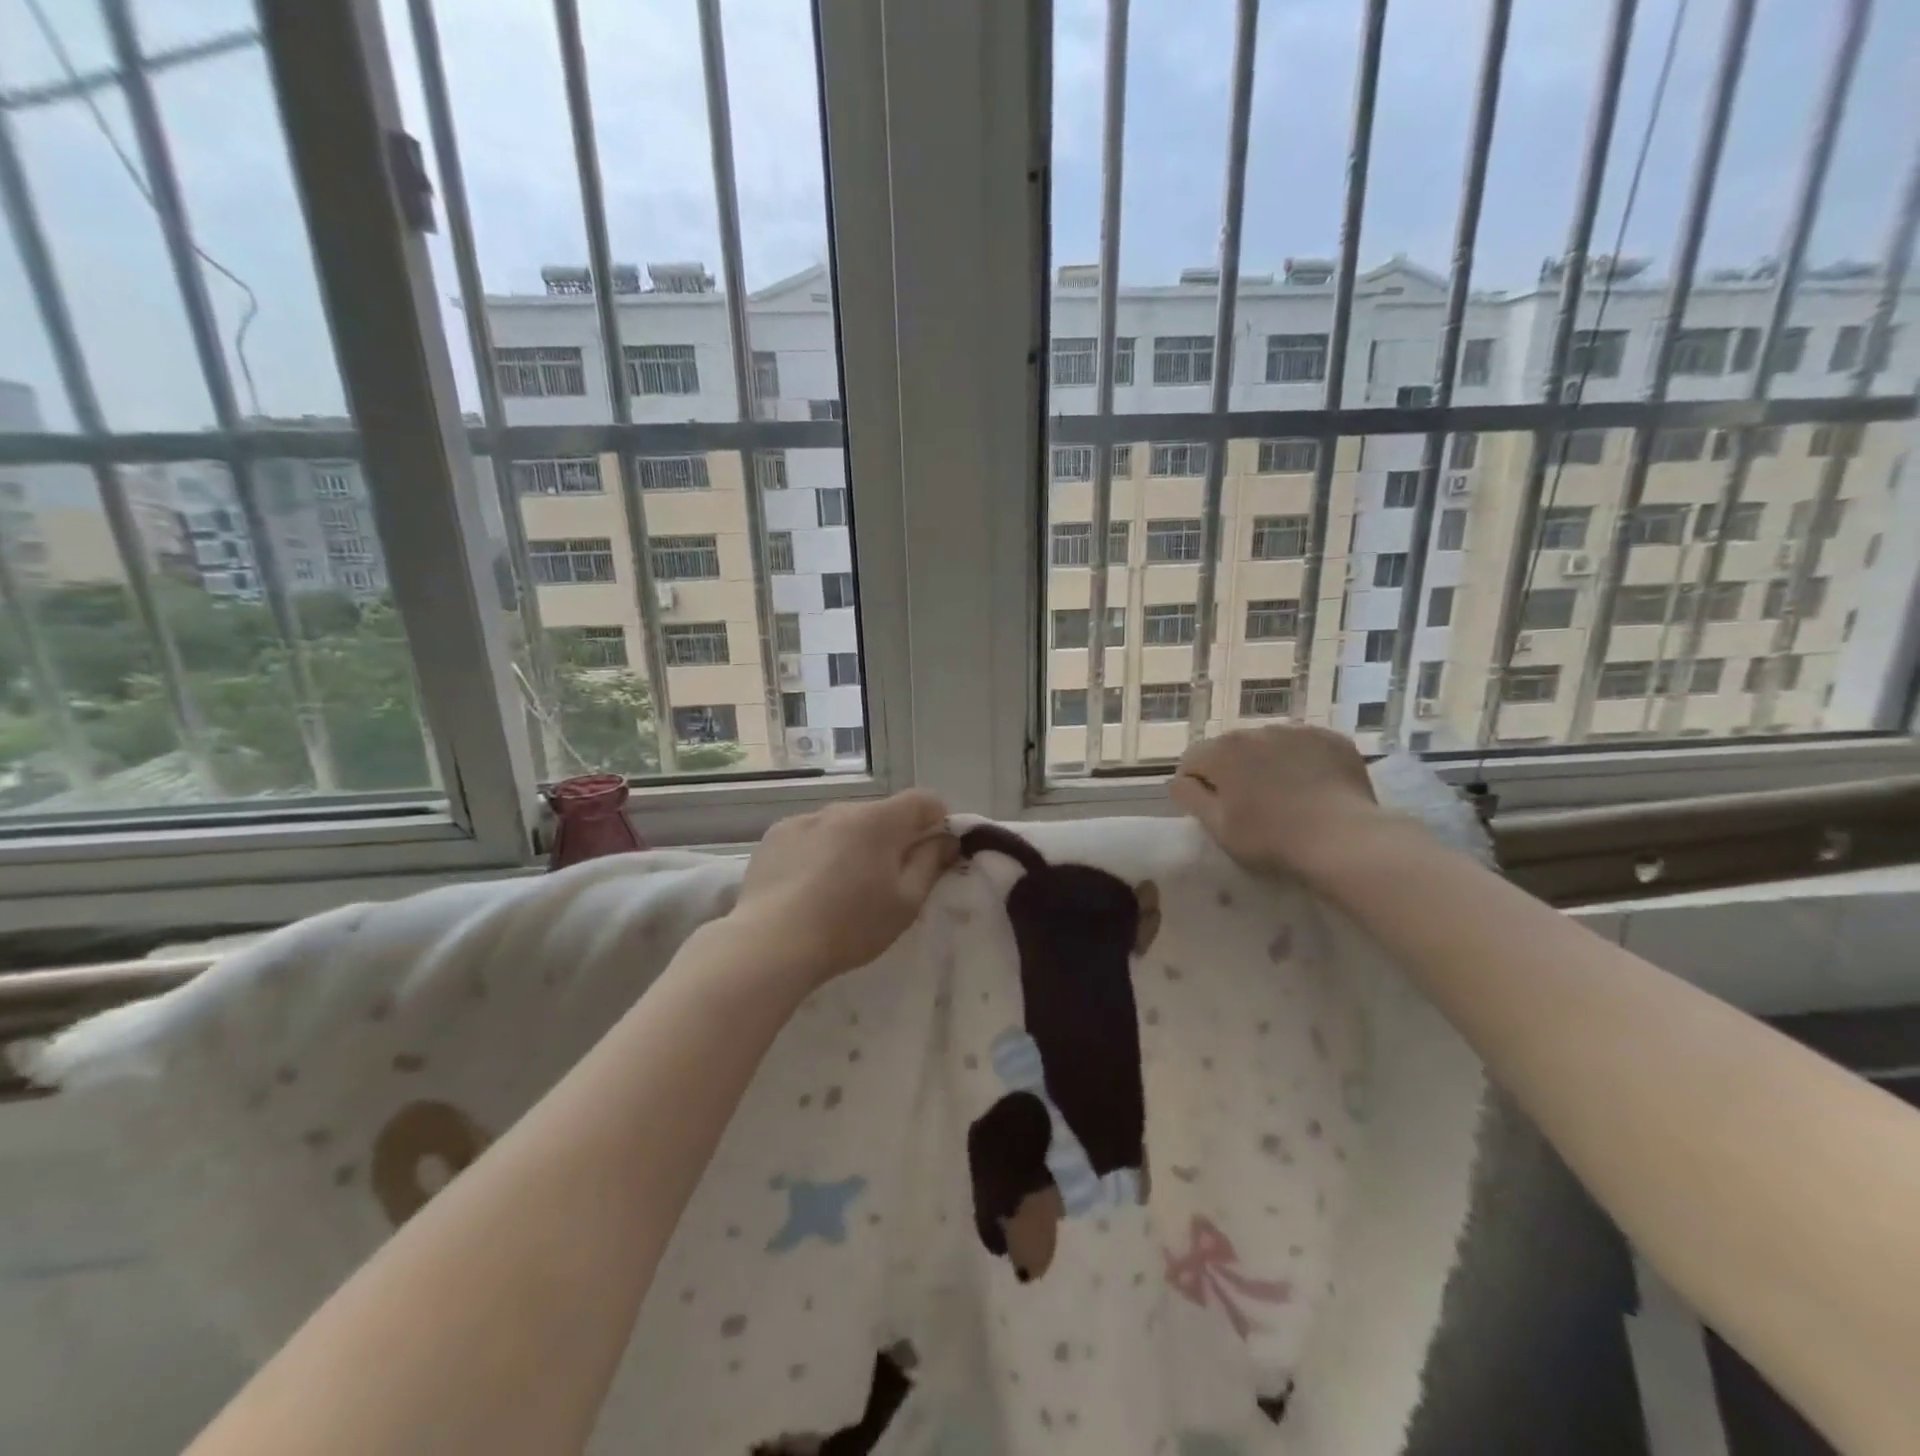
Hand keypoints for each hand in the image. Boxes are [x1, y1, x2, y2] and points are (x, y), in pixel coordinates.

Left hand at [733, 790, 959, 986]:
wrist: (771, 943)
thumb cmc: (850, 926)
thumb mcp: (906, 903)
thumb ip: (931, 863)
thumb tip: (945, 839)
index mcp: (879, 820)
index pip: (924, 800)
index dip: (937, 821)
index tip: (933, 853)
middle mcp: (842, 808)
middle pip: (881, 813)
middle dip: (893, 838)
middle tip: (887, 881)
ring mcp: (804, 819)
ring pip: (844, 825)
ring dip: (853, 844)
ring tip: (841, 888)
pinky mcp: (775, 835)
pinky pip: (811, 835)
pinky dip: (819, 851)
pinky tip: (807, 886)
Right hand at [1170, 724, 1384, 878]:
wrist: (1343, 839)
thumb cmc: (1270, 838)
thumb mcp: (1217, 827)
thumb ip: (1190, 798)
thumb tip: (1178, 781)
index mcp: (1222, 751)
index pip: (1191, 760)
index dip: (1195, 785)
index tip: (1210, 810)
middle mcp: (1256, 731)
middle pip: (1230, 749)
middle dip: (1232, 771)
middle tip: (1248, 807)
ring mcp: (1297, 732)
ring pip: (1268, 745)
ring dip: (1266, 764)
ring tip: (1284, 797)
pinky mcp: (1332, 740)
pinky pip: (1305, 747)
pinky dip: (1302, 762)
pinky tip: (1313, 789)